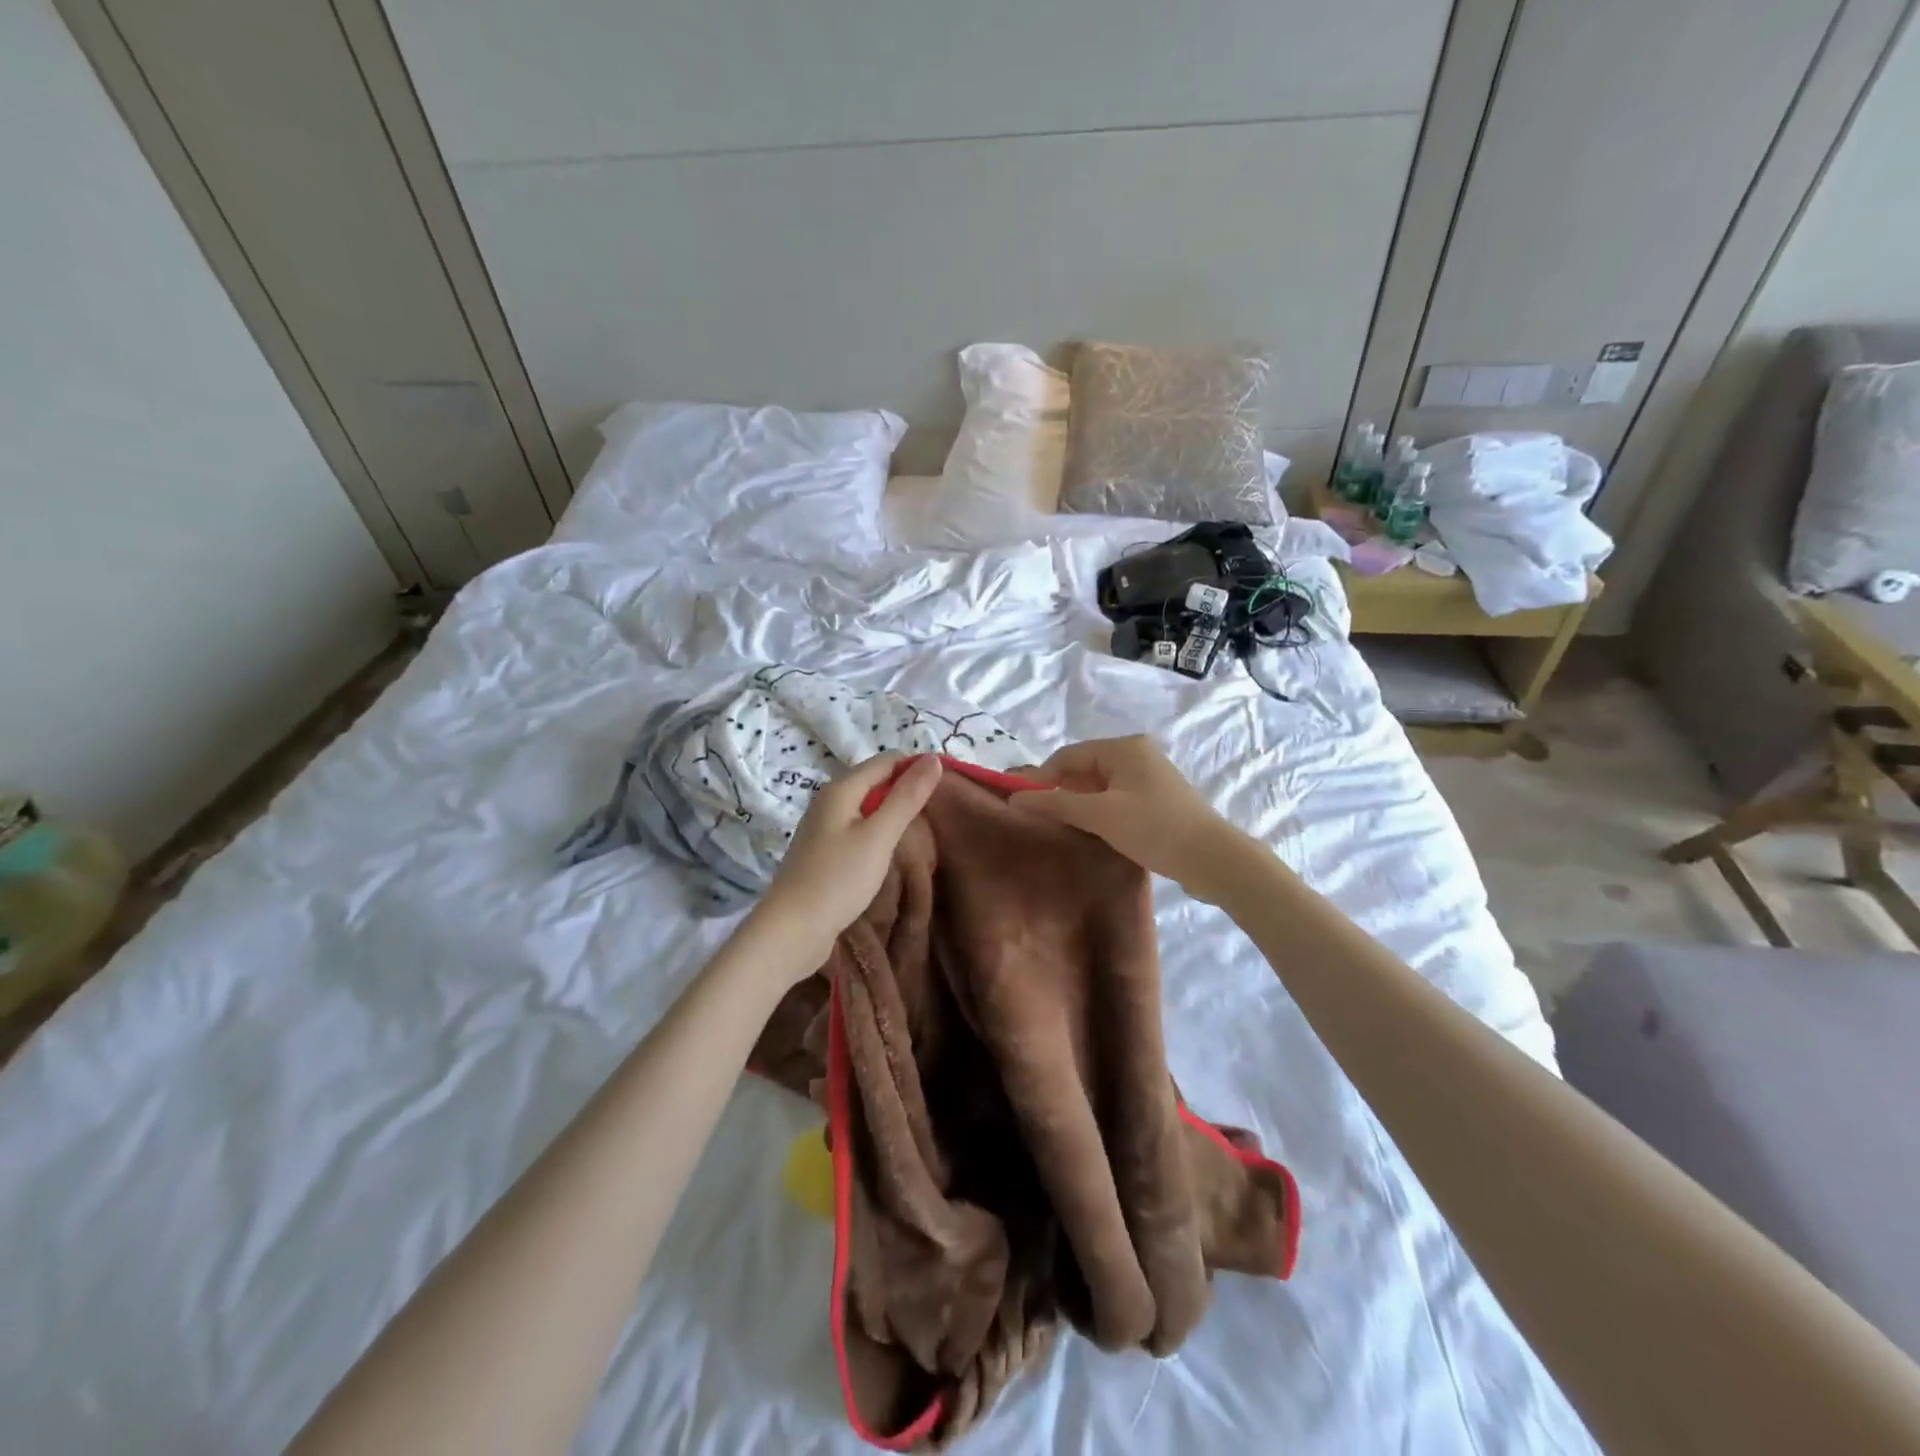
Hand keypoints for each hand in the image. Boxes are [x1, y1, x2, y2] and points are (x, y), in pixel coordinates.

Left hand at [751, 753, 942, 973]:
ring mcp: (823, 827)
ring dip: (893, 815)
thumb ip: (907, 797)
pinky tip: (890, 852)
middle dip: (906, 792)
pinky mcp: (823, 851)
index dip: (916, 769)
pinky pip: (858, 829)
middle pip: (875, 782)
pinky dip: (878, 833)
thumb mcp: (879, 836)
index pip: (887, 761)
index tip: (945, 790)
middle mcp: (829, 800)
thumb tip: (933, 759)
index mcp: (841, 789)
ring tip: (920, 834)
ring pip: (867, 807)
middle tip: (936, 815)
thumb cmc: (838, 879)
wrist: (791, 930)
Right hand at [1009, 736, 1243, 899]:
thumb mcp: (1100, 815)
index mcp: (1124, 748)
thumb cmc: (1153, 828)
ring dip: (1081, 805)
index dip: (1042, 778)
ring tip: (1064, 829)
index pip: (1068, 756)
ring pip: (1100, 786)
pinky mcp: (1158, 799)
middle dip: (1062, 792)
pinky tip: (1093, 833)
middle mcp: (1137, 754)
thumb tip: (1014, 798)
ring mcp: (1150, 777)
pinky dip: (1101, 812)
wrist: (1213, 859)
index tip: (1023, 806)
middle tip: (1043, 821)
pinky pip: (1117, 798)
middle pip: (1084, 769)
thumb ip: (1055, 804)